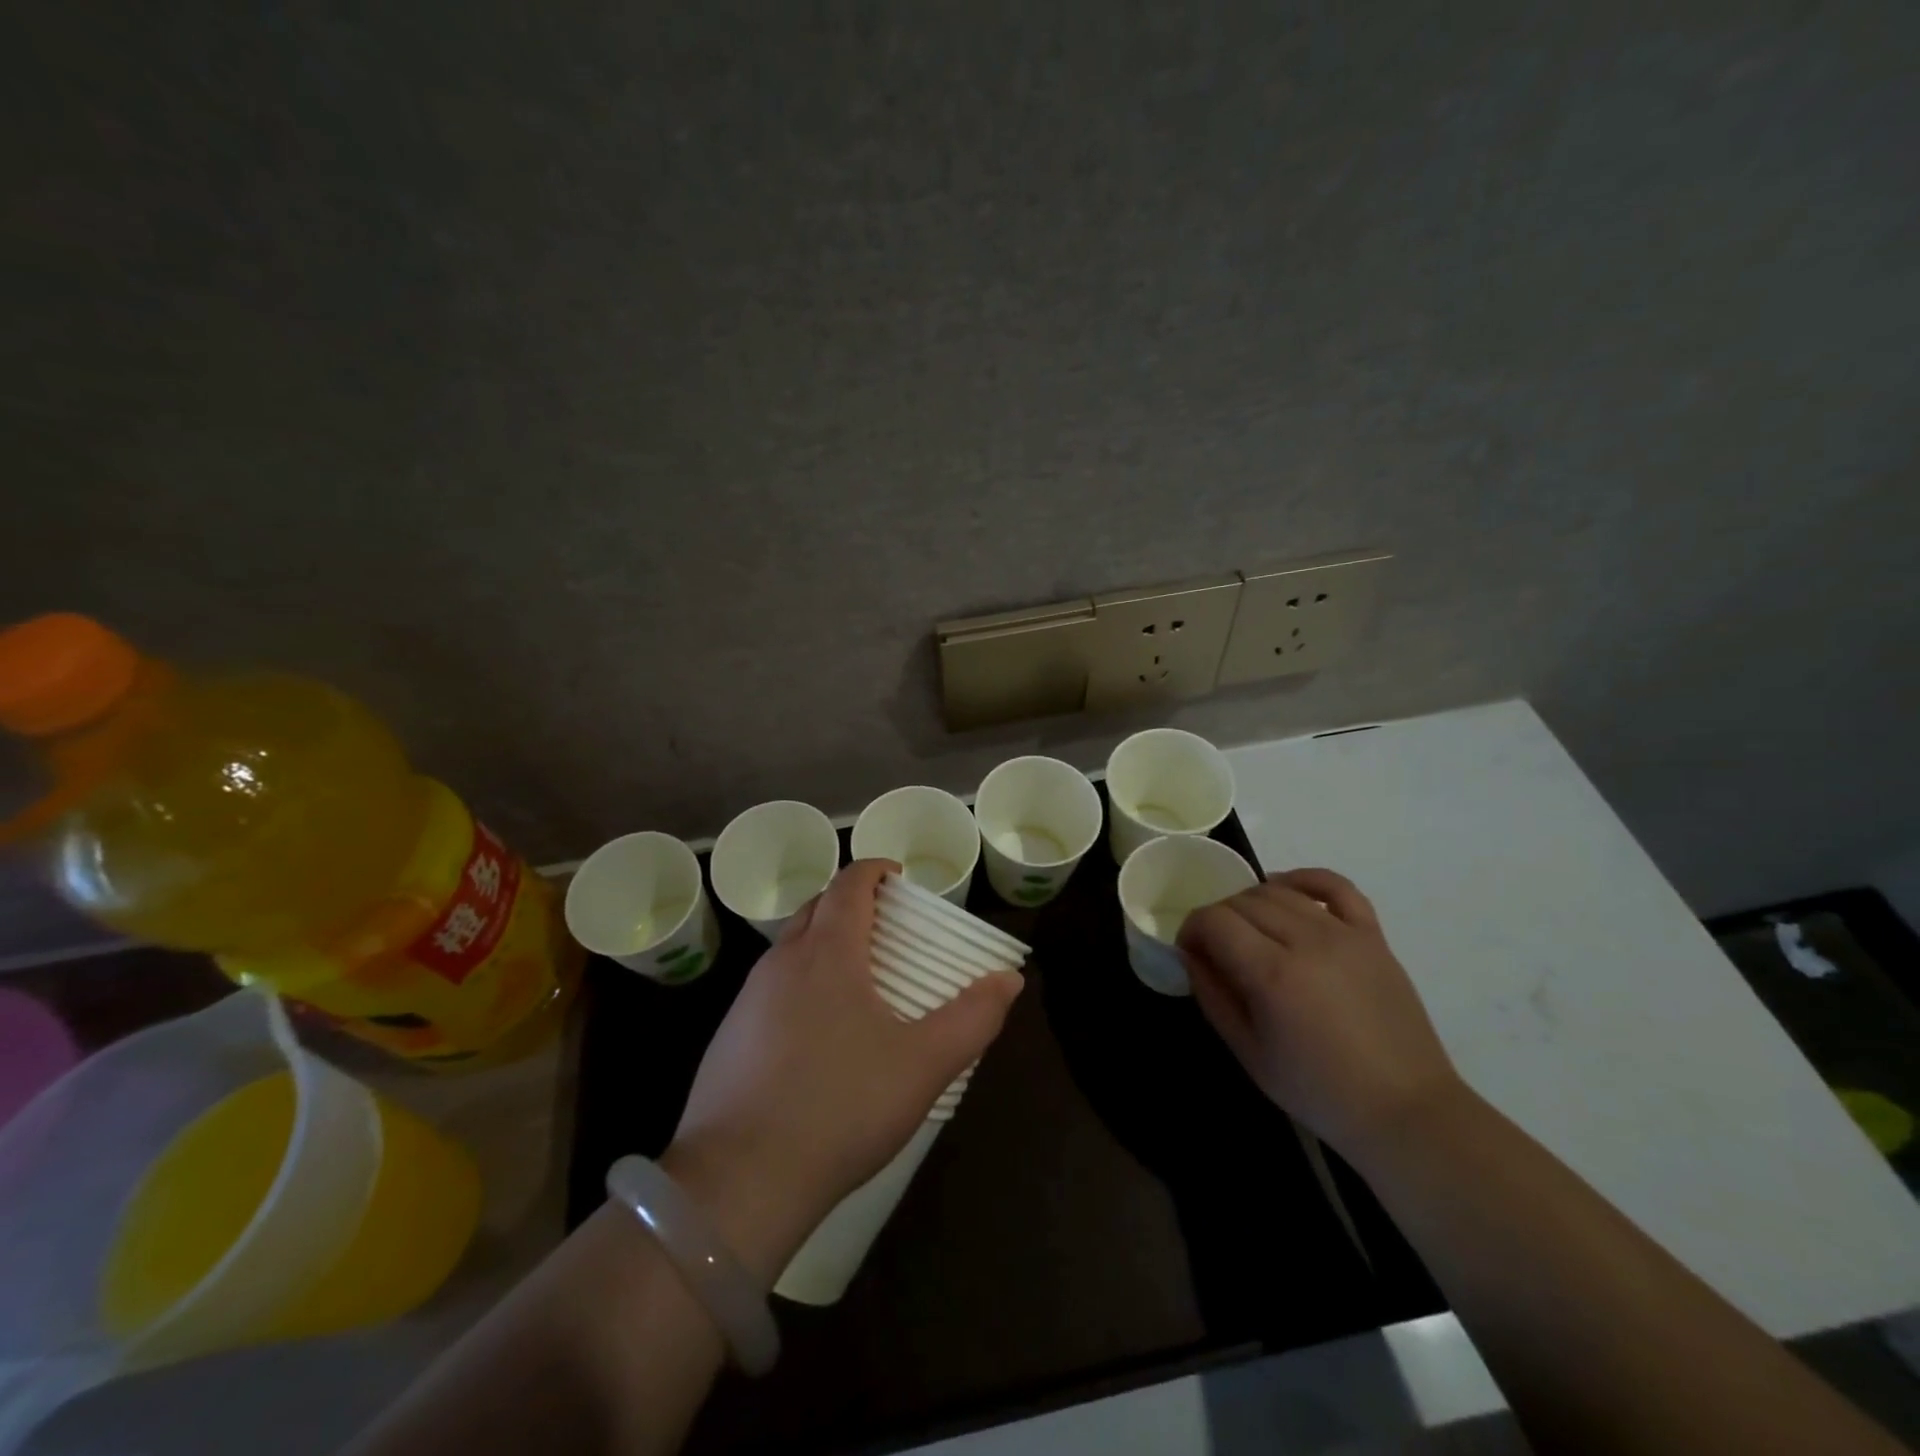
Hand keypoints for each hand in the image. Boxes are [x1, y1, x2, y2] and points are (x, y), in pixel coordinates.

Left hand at [662, 860, 1023, 1280]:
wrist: (739, 1181)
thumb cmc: (841, 1107)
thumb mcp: (923, 1065)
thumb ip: (973, 1017)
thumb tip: (1009, 979)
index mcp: (827, 952)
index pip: (848, 884)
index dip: (875, 871)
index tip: (899, 878)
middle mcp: (782, 962)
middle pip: (816, 908)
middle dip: (850, 903)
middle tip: (886, 927)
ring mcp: (747, 1000)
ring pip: (790, 949)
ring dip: (823, 943)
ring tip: (857, 979)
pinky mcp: (728, 1038)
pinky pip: (770, 989)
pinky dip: (799, 984)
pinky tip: (816, 1033)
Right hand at [1176, 868, 1462, 1157]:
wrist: (1405, 1110)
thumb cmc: (1319, 1090)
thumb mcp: (1249, 1053)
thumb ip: (1213, 996)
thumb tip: (1190, 955)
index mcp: (1272, 974)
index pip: (1214, 920)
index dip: (1191, 929)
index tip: (1189, 952)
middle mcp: (1306, 941)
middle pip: (1243, 901)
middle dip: (1218, 918)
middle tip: (1217, 950)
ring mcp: (1344, 934)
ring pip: (1280, 891)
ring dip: (1252, 903)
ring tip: (1250, 931)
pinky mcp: (1372, 936)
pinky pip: (1335, 886)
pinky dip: (1304, 879)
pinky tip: (1287, 889)